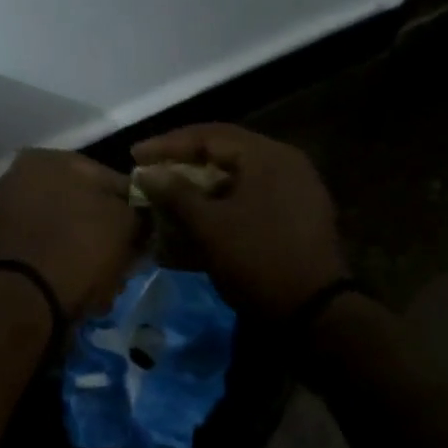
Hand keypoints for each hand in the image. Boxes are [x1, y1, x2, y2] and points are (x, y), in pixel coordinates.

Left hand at [0, 149, 139, 317]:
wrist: (25, 298)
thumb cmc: (80, 249)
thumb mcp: (125, 224)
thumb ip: (136, 211)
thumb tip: (138, 216)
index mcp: (48, 158)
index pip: (109, 179)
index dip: (132, 210)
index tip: (142, 236)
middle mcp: (19, 176)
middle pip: (80, 205)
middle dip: (101, 231)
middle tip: (121, 260)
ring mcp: (3, 212)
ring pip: (60, 229)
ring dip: (81, 249)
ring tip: (100, 280)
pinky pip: (40, 250)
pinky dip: (57, 263)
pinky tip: (74, 286)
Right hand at [132, 124, 346, 319]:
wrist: (312, 311)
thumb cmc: (256, 260)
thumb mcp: (209, 226)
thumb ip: (176, 193)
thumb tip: (147, 171)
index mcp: (268, 156)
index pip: (210, 136)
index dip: (168, 145)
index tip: (135, 155)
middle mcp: (285, 164)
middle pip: (225, 154)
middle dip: (183, 165)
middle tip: (150, 173)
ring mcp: (293, 191)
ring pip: (236, 180)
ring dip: (200, 188)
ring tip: (168, 198)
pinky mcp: (294, 217)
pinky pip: (249, 201)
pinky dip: (220, 207)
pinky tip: (197, 221)